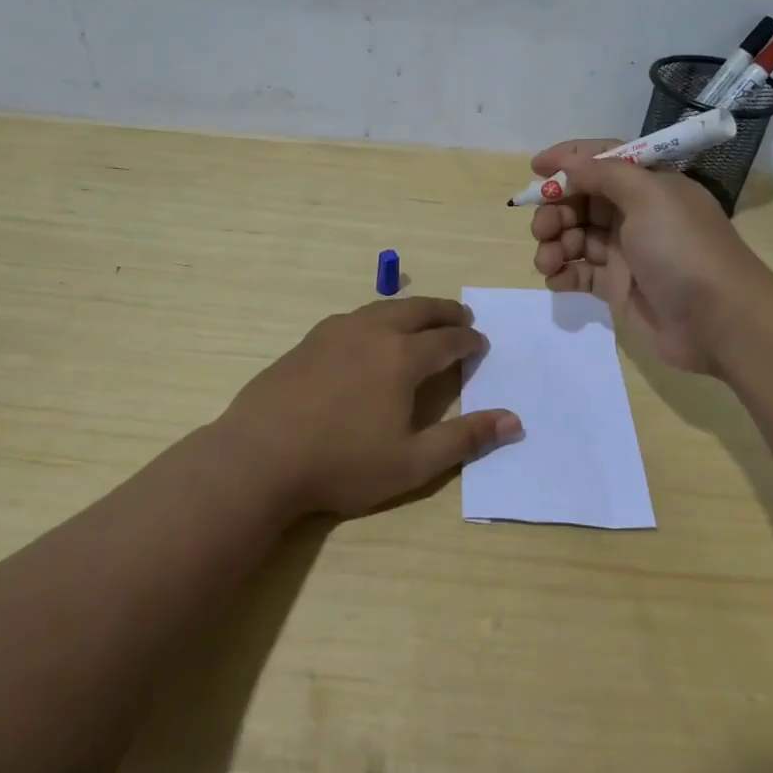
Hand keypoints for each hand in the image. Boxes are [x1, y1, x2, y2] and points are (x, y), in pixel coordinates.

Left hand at [215, 297, 521, 517]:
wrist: (259, 456)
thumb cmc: (341, 463)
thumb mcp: (412, 463)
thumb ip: (464, 439)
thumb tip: (513, 420)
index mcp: (401, 357)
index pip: (446, 341)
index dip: (468, 342)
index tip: (481, 344)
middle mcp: (371, 333)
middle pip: (417, 311)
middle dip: (445, 312)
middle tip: (462, 317)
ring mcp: (334, 333)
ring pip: (383, 308)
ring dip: (410, 310)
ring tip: (422, 319)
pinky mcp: (307, 342)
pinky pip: (353, 318)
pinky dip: (376, 318)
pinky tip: (369, 333)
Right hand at [528, 140, 772, 375]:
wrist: (718, 321)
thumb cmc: (683, 249)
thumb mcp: (648, 196)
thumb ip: (604, 174)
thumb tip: (570, 165)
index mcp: (649, 185)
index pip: (603, 161)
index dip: (569, 160)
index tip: (535, 168)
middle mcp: (636, 214)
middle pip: (582, 201)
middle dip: (556, 210)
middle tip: (542, 229)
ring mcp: (627, 252)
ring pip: (576, 237)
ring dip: (554, 244)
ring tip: (547, 262)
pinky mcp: (619, 287)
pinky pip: (580, 273)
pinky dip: (563, 273)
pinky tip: (556, 280)